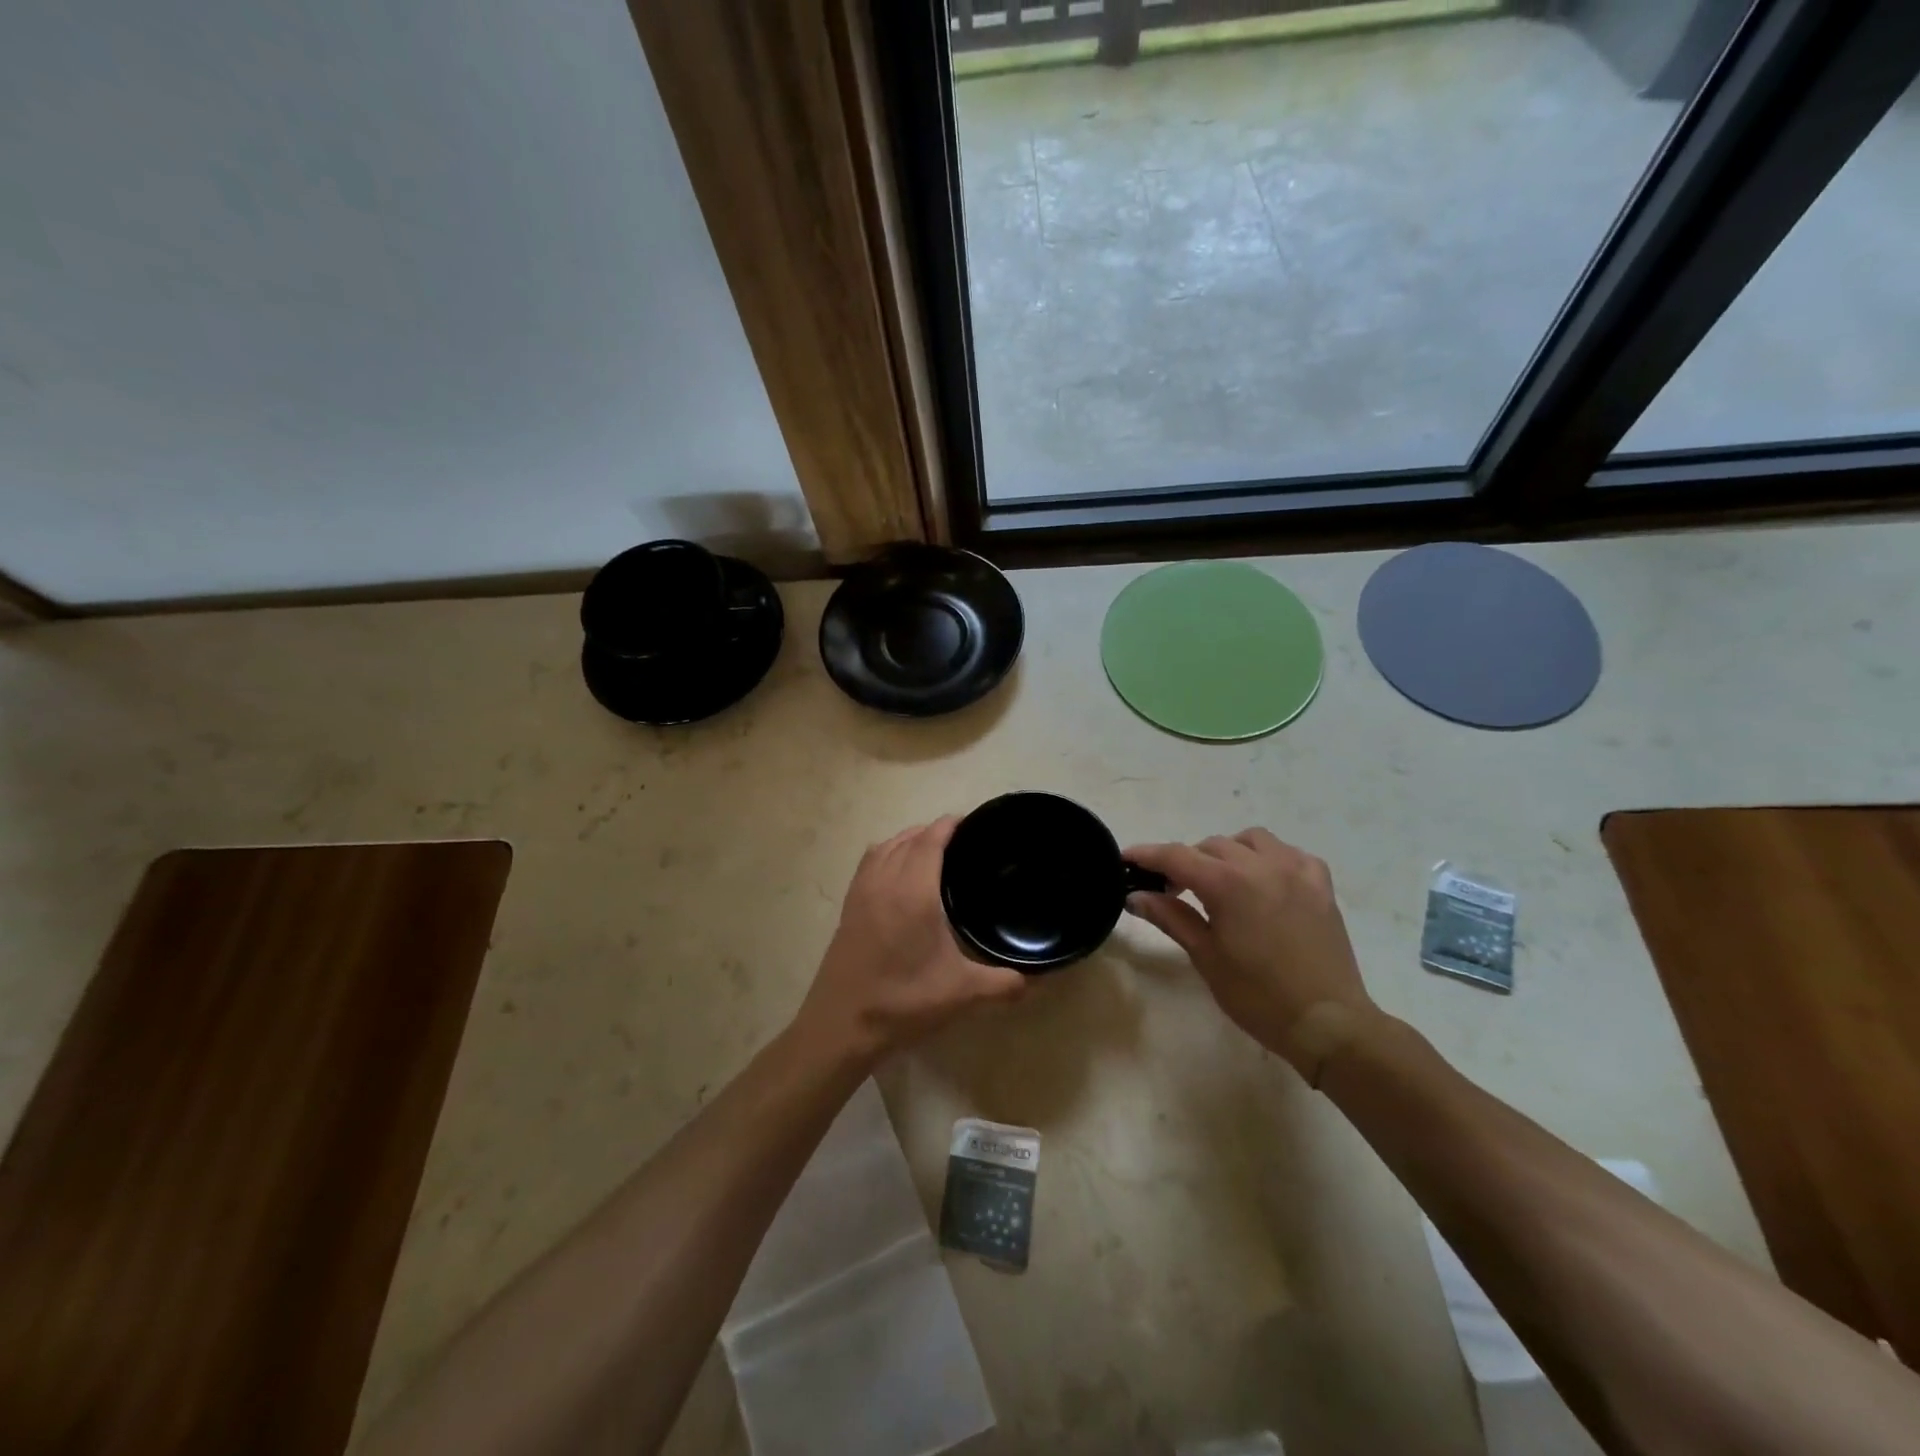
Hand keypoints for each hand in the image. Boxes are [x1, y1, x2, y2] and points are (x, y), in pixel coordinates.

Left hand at [796, 818, 1026, 1066]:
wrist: (841, 1027)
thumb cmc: (903, 1003)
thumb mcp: (963, 994)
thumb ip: (1005, 983)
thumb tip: (1038, 979)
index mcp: (914, 891)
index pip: (930, 840)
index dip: (949, 825)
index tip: (971, 822)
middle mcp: (885, 881)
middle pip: (908, 838)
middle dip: (932, 832)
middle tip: (961, 841)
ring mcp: (861, 892)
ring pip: (884, 847)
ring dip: (907, 840)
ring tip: (931, 851)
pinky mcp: (848, 907)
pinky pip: (869, 863)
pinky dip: (886, 854)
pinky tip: (899, 875)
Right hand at [1125, 829, 1376, 1070]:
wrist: (1327, 1023)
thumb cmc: (1258, 995)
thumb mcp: (1206, 956)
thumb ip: (1170, 917)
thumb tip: (1135, 895)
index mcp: (1228, 883)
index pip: (1175, 856)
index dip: (1146, 855)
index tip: (1125, 859)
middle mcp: (1261, 865)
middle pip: (1210, 846)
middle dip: (1185, 862)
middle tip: (1171, 890)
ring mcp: (1296, 870)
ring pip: (1250, 840)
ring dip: (1227, 853)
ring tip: (1219, 881)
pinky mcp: (1320, 884)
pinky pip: (1289, 853)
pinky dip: (1268, 859)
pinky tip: (1263, 882)